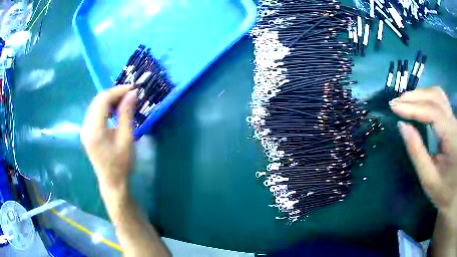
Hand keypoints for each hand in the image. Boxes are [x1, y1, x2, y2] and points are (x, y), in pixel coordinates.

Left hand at [81, 85, 136, 195]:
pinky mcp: (87, 132)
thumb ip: (127, 114)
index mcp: (94, 129)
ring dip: (110, 100)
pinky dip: (106, 107)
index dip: (118, 91)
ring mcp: (85, 129)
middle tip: (131, 94)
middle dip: (115, 93)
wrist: (112, 182)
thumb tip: (132, 93)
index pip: (103, 100)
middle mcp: (86, 126)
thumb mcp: (127, 138)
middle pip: (98, 100)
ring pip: (96, 105)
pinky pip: (95, 112)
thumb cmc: (121, 164)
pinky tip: (115, 110)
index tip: (133, 88)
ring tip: (125, 101)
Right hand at [390, 86, 456, 228]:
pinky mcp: (453, 120)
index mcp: (451, 138)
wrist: (453, 192)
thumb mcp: (429, 180)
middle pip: (435, 97)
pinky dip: (427, 97)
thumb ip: (417, 153)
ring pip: (438, 94)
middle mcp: (454, 122)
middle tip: (396, 102)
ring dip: (421, 94)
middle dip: (414, 97)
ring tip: (405, 101)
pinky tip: (419, 102)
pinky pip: (440, 100)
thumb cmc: (444, 192)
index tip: (394, 107)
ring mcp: (454, 119)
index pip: (432, 112)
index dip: (413, 107)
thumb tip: (402, 126)